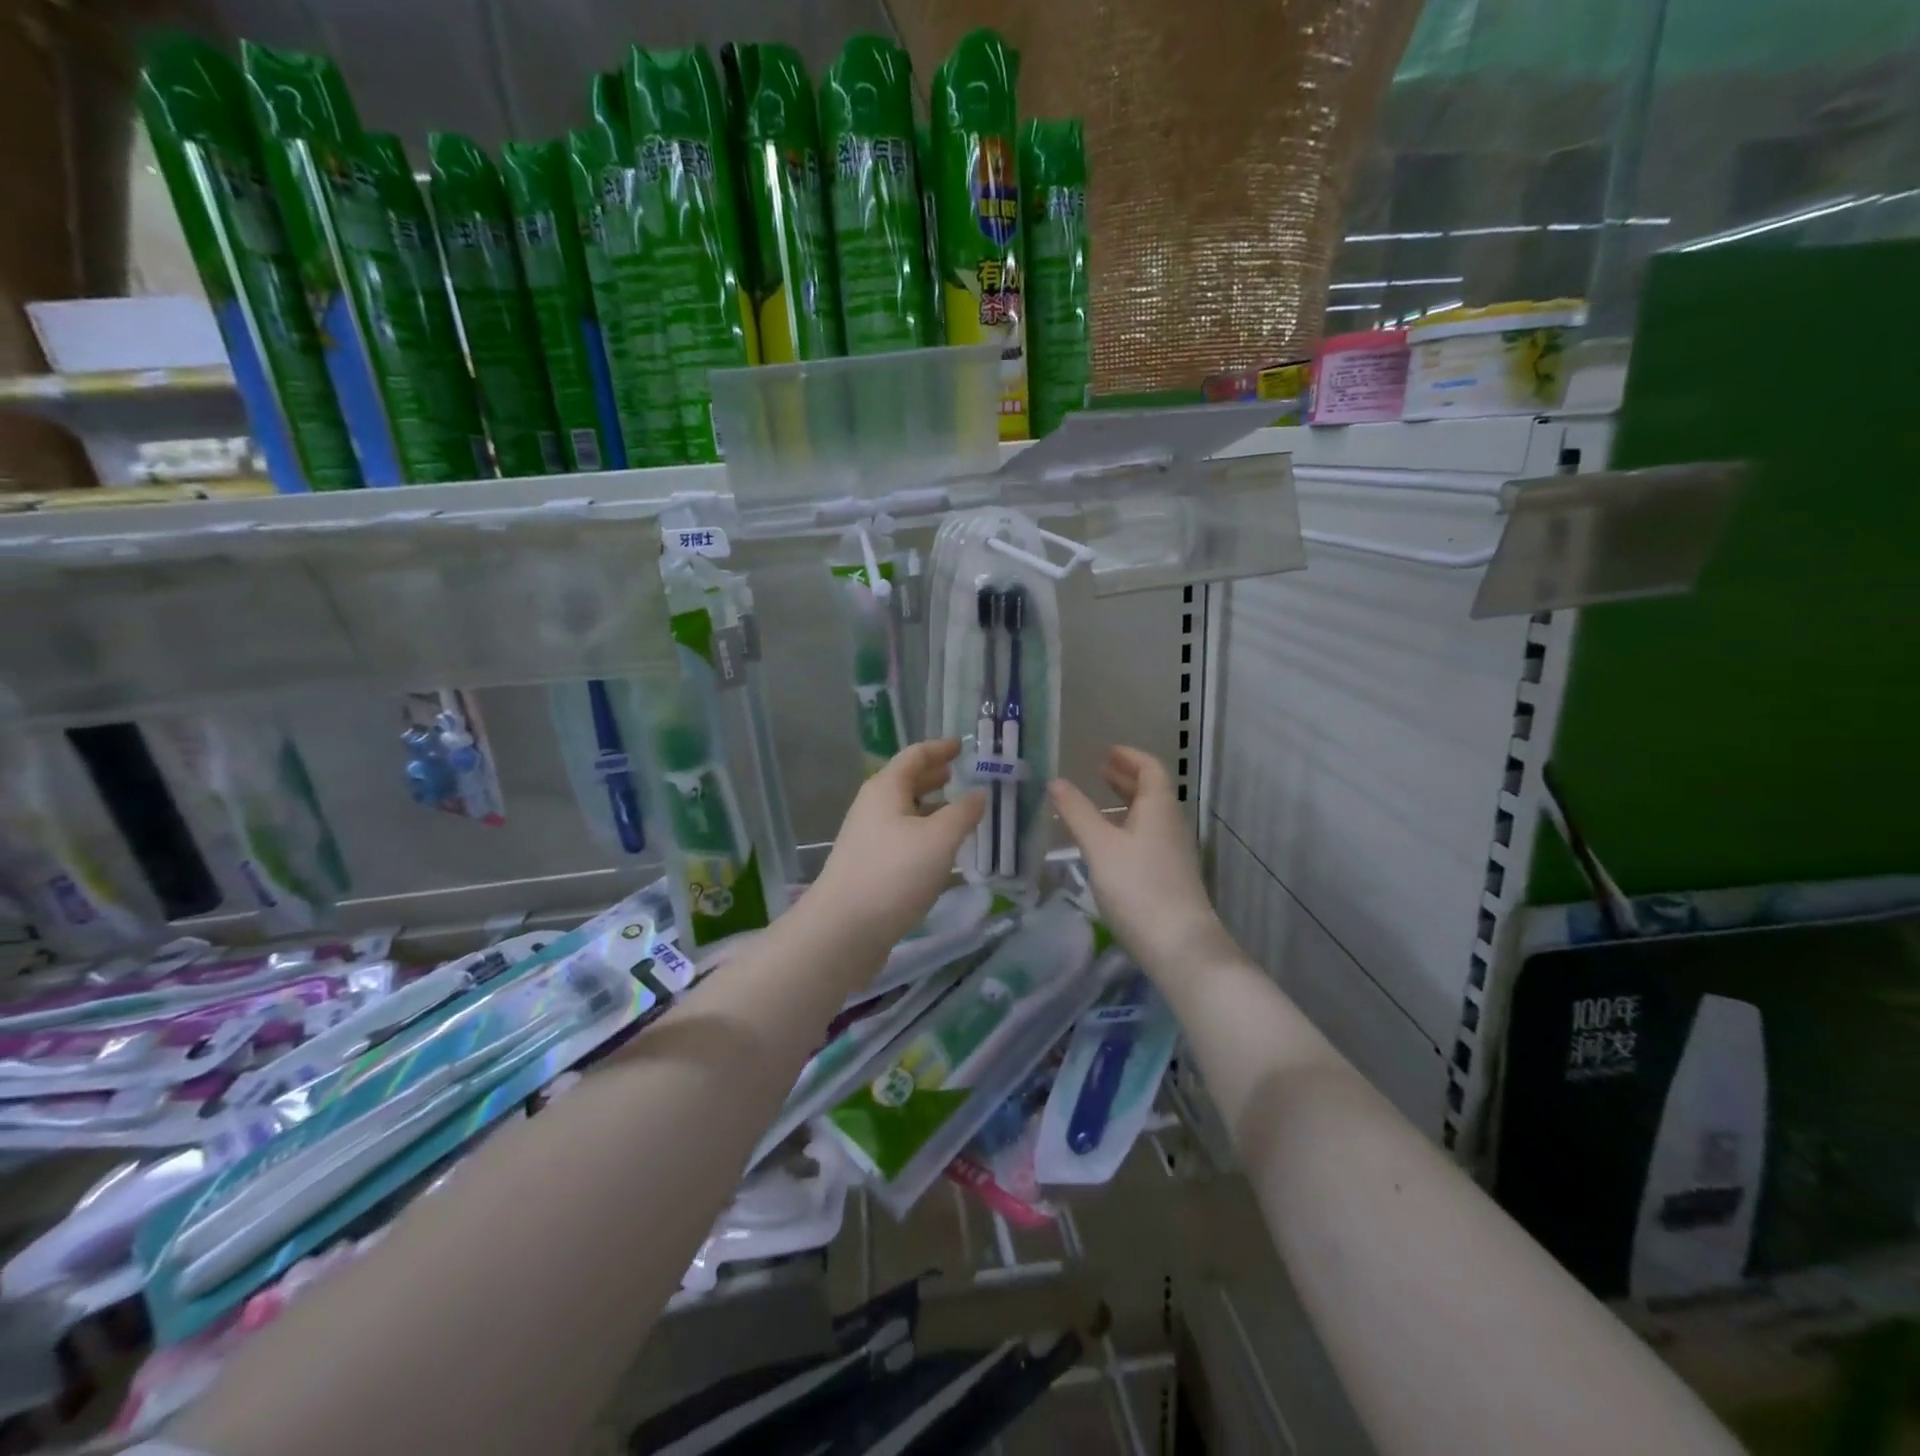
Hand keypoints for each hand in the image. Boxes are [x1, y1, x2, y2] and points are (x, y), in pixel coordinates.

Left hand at [808, 740, 985, 952]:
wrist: (844, 929)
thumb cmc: (894, 873)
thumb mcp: (939, 839)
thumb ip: (964, 812)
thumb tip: (980, 792)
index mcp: (885, 788)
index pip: (915, 755)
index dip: (940, 748)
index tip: (963, 745)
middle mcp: (873, 806)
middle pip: (907, 781)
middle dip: (936, 777)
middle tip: (964, 776)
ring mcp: (868, 837)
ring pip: (905, 811)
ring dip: (932, 807)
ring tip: (961, 812)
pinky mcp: (870, 865)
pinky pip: (902, 836)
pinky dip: (925, 833)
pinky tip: (943, 850)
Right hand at [1050, 747, 1225, 973]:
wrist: (1179, 945)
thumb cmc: (1138, 886)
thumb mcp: (1100, 846)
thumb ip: (1077, 812)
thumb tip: (1056, 781)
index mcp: (1159, 808)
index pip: (1150, 768)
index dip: (1129, 757)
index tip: (1107, 752)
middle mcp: (1171, 824)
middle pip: (1152, 791)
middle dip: (1125, 778)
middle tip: (1099, 771)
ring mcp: (1173, 852)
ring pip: (1149, 816)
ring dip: (1126, 803)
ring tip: (1098, 804)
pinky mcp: (1170, 875)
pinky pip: (1147, 837)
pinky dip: (1127, 827)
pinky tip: (1108, 844)